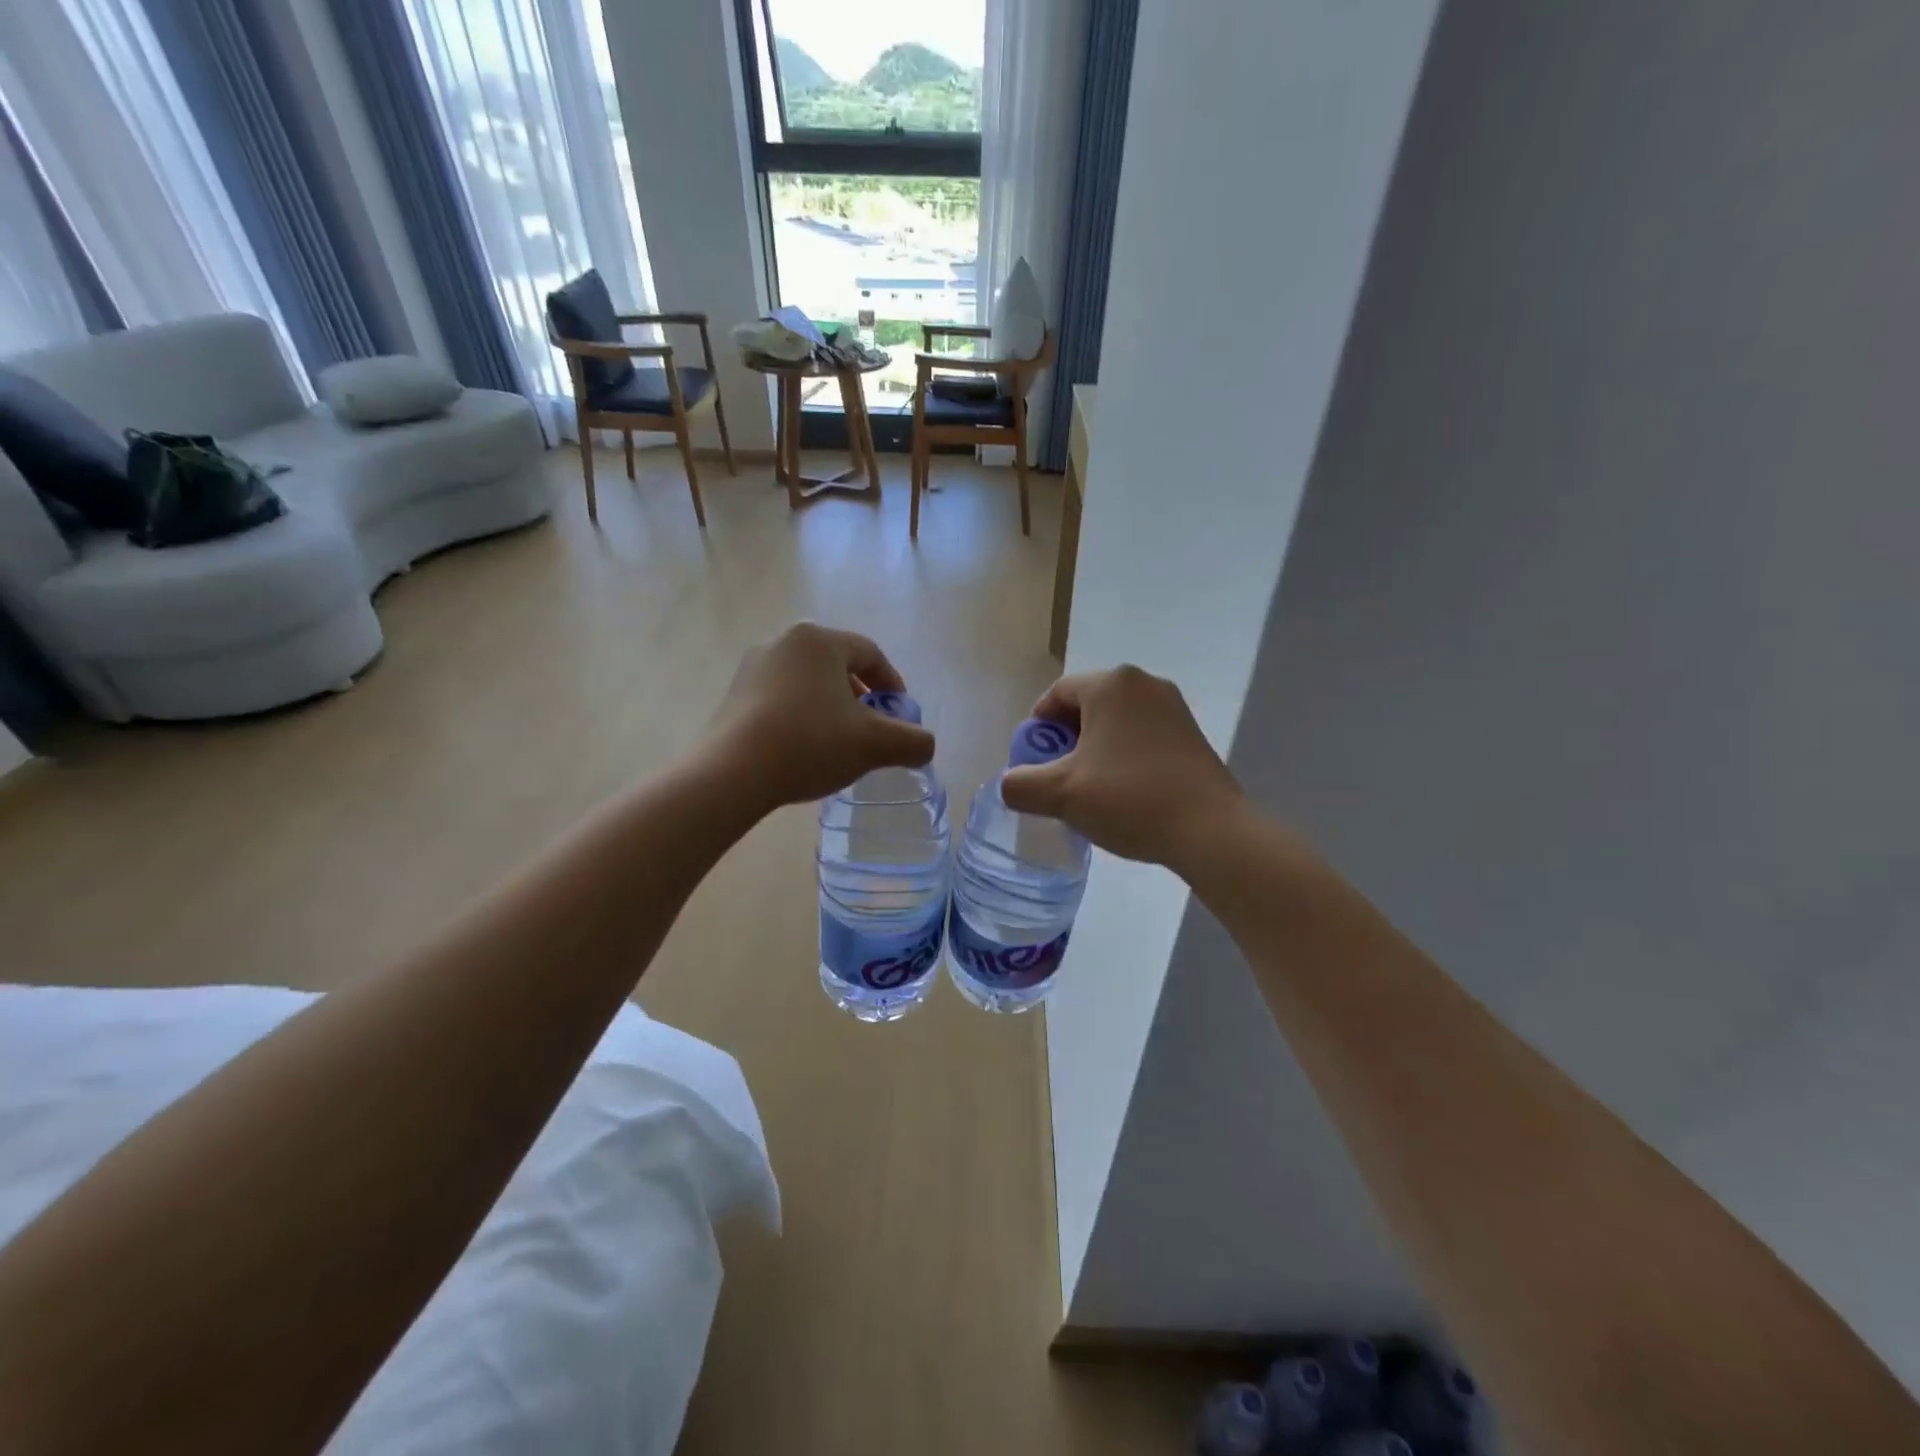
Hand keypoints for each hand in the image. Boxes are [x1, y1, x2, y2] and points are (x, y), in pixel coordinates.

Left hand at [708, 623, 935, 810]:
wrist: (733, 772)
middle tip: (872, 729)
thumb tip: (924, 745)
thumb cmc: (811, 743)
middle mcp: (783, 642)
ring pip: (808, 683)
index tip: (901, 715)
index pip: (870, 654)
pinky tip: (804, 749)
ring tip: (839, 742)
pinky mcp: (733, 695)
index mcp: (818, 640)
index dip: (893, 684)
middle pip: (837, 666)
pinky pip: (781, 699)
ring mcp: (752, 667)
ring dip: (831, 708)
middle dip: (861, 697)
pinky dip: (801, 717)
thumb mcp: (875, 744)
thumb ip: (912, 741)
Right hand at [1000, 666, 1245, 869]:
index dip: (1036, 728)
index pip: (1056, 694)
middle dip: (1066, 740)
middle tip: (1057, 778)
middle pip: (1087, 705)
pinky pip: (1142, 736)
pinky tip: (1124, 792)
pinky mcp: (1192, 734)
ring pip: (1116, 722)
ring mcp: (1173, 707)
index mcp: (1110, 684)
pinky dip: (1124, 756)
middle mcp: (1143, 683)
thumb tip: (1011, 784)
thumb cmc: (1128, 798)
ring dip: (1095, 750)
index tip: (1032, 763)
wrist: (1209, 830)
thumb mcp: (1060, 794)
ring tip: (1090, 789)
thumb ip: (1020, 785)